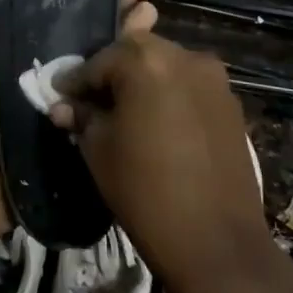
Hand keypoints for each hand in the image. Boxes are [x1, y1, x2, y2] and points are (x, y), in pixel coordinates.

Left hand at [0, 0, 156, 249]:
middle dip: (113, 10)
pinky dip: (128, 87)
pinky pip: (104, 106)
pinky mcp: (77, 132)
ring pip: (101, 66)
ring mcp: (63, 104)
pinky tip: (155, 66)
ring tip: (153, 15)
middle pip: (84, 35)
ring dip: (127, 40)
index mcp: (12, 51)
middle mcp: (42, 72)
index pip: (52, 14)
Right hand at [48, 32, 269, 292]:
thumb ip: (81, 116)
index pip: (98, 61)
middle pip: (135, 52)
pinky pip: (189, 86)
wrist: (215, 241)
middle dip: (111, 72)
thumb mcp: (98, 149)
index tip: (60, 97)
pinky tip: (157, 123)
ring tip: (125, 111)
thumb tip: (64, 106)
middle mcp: (183, 56)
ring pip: (165, 65)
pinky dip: (169, 94)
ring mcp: (213, 78)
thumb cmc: (144, 189)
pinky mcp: (231, 103)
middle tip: (92, 100)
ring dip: (142, 80)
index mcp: (145, 60)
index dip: (75, 81)